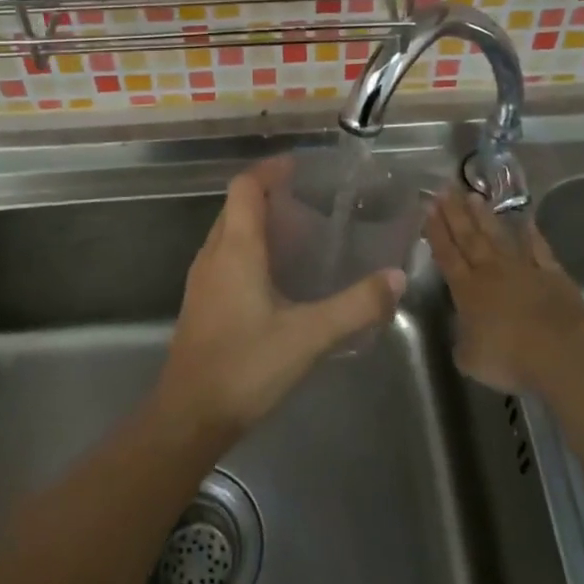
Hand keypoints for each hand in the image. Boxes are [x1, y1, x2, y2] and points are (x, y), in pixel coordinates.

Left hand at [156, 158, 405, 442]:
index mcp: (236, 248)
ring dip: (257, 222)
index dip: (270, 170)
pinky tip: (276, 277)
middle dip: (268, 194)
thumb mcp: (309, 336)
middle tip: (308, 200)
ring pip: (228, 232)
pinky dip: (249, 248)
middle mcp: (213, 254)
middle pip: (236, 206)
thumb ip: (355, 306)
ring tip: (298, 233)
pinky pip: (224, 256)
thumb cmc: (246, 366)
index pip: (245, 187)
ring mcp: (202, 279)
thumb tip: (395, 278)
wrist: (189, 416)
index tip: (299, 167)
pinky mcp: (201, 302)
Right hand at [424, 190, 583, 394]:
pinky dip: (532, 235)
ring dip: (485, 217)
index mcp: (467, 290)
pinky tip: (526, 221)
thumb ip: (462, 343)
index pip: (447, 255)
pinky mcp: (552, 274)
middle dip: (455, 213)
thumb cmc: (509, 358)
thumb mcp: (471, 359)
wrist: (561, 352)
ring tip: (473, 195)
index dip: (436, 231)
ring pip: (499, 236)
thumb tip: (463, 336)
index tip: (428, 206)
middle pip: (469, 237)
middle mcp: (491, 271)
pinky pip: (539, 249)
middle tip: (445, 188)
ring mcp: (523, 269)